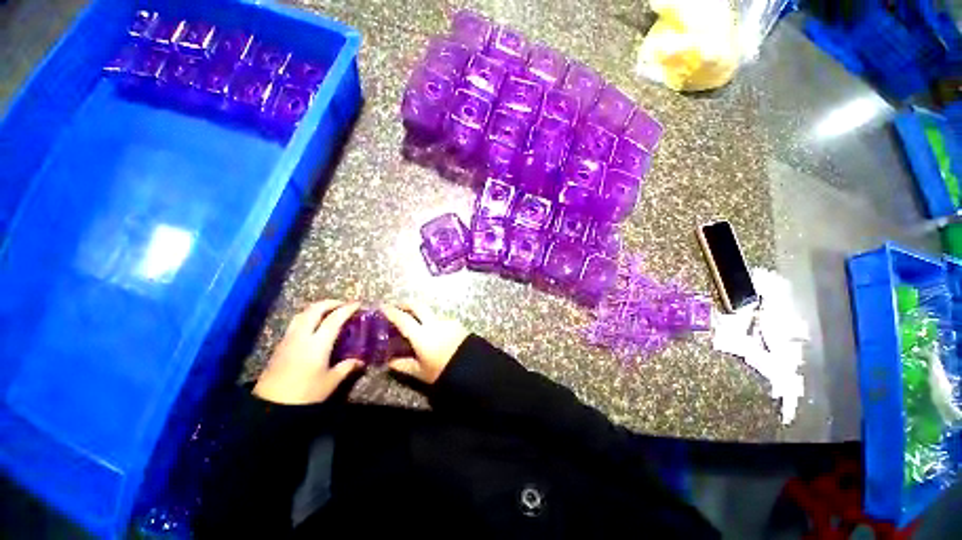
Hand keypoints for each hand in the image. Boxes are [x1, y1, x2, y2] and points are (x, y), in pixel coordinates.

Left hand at [253, 300, 364, 404]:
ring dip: (316, 308)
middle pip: (315, 310)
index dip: (347, 309)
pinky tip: (312, 326)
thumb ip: (346, 367)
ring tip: (327, 311)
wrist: (270, 407)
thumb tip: (360, 361)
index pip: (335, 318)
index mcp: (318, 343)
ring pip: (302, 314)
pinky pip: (295, 323)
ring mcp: (288, 339)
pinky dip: (307, 317)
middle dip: (330, 303)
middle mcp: (302, 336)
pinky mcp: (280, 346)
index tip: (358, 304)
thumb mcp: (330, 382)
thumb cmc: (304, 394)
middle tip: (342, 305)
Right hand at [381, 303, 469, 383]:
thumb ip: (404, 366)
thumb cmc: (443, 371)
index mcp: (421, 335)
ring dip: (422, 315)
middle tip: (399, 307)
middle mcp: (433, 323)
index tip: (384, 307)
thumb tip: (390, 363)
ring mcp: (446, 321)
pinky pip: (441, 320)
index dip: (392, 312)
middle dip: (407, 304)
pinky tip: (435, 333)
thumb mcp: (421, 372)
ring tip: (419, 325)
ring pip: (431, 313)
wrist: (472, 367)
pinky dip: (434, 322)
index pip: (403, 319)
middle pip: (418, 306)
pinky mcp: (456, 324)